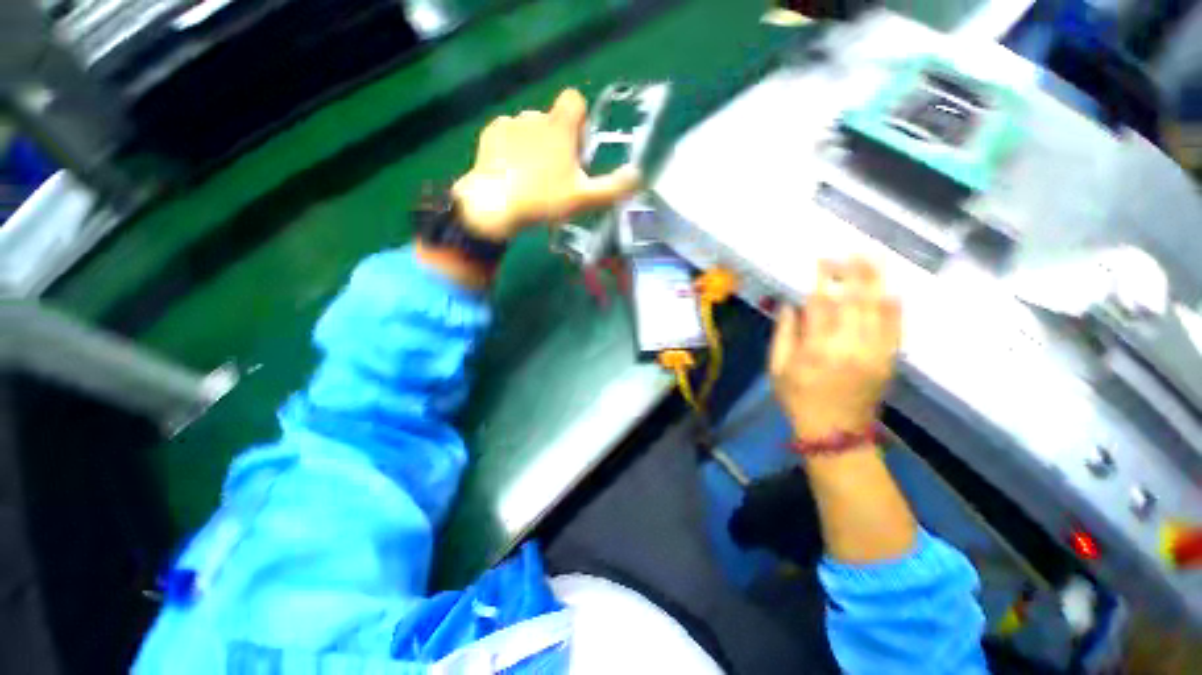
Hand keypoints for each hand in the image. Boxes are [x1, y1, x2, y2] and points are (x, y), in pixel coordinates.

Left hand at [452, 88, 641, 240]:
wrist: (494, 206)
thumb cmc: (544, 200)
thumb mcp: (584, 199)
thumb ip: (613, 187)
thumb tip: (638, 176)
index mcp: (559, 126)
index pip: (575, 100)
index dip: (580, 121)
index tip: (577, 151)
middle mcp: (535, 116)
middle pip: (553, 120)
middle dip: (558, 142)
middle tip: (556, 175)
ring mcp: (509, 123)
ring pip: (530, 129)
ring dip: (536, 146)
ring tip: (532, 178)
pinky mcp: (489, 135)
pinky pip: (508, 135)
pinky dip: (512, 149)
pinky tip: (511, 173)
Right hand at [769, 259, 900, 440]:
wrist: (835, 433)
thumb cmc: (798, 399)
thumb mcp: (777, 369)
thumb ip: (784, 335)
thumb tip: (790, 305)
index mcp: (817, 350)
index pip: (821, 305)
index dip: (822, 279)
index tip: (821, 260)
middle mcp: (850, 347)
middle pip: (856, 300)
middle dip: (853, 272)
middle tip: (850, 251)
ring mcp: (876, 353)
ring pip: (880, 309)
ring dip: (876, 281)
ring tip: (872, 259)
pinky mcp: (890, 361)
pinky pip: (896, 327)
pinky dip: (894, 305)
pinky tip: (889, 288)